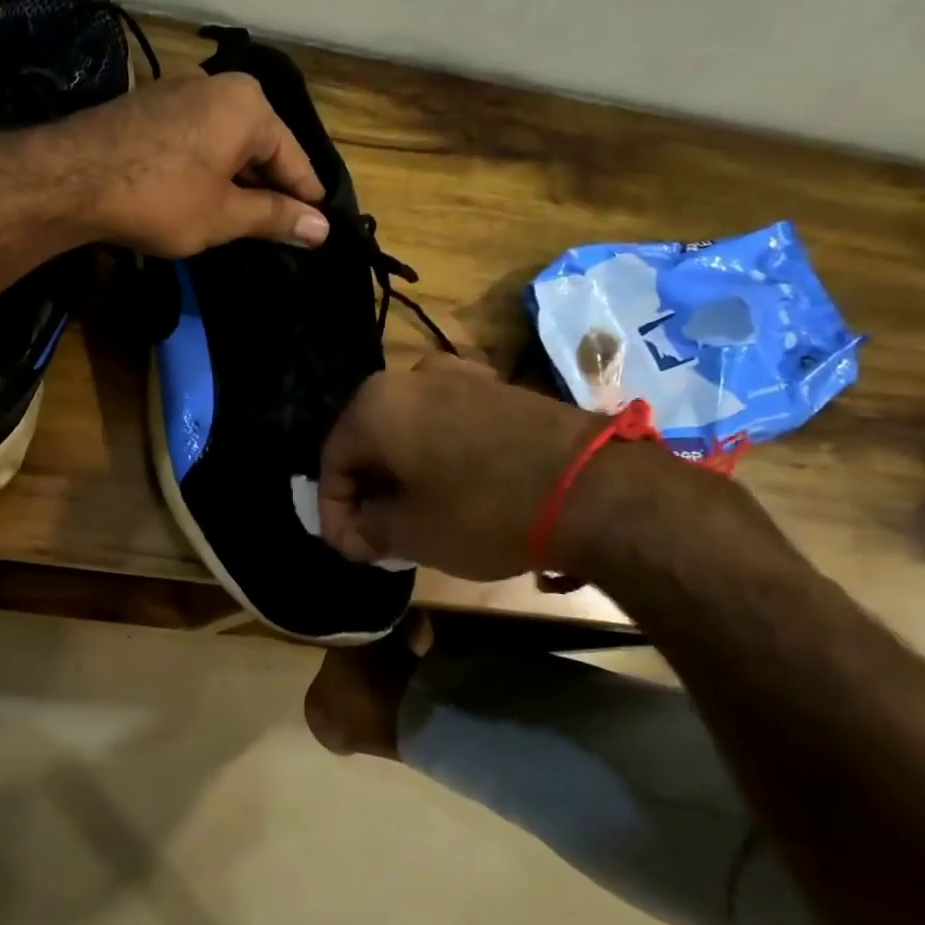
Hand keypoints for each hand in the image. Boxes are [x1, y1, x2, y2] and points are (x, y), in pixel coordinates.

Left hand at [44, 73, 327, 256]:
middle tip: (280, 229)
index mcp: (249, 106)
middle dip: (269, 188)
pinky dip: (206, 168)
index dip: (305, 199)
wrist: (72, 179)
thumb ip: (275, 218)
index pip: (293, 158)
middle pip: (260, 145)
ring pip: (226, 142)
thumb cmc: (161, 198)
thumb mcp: (224, 215)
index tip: (318, 229)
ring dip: (236, 180)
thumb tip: (322, 229)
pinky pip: (196, 139)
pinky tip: (201, 196)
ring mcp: (179, 91)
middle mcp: (218, 86)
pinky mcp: (149, 106)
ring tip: (243, 219)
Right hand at [316, 353, 604, 579]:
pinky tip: (452, 486)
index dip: (334, 513)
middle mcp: (407, 377)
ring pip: (406, 428)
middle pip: (368, 440)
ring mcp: (456, 375)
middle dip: (367, 490)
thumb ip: (364, 529)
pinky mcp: (495, 386)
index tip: (351, 550)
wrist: (592, 486)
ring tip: (415, 513)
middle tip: (377, 533)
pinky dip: (436, 453)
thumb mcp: (409, 534)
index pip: (332, 463)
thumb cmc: (482, 510)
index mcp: (373, 406)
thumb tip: (356, 528)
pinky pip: (445, 420)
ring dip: (401, 471)